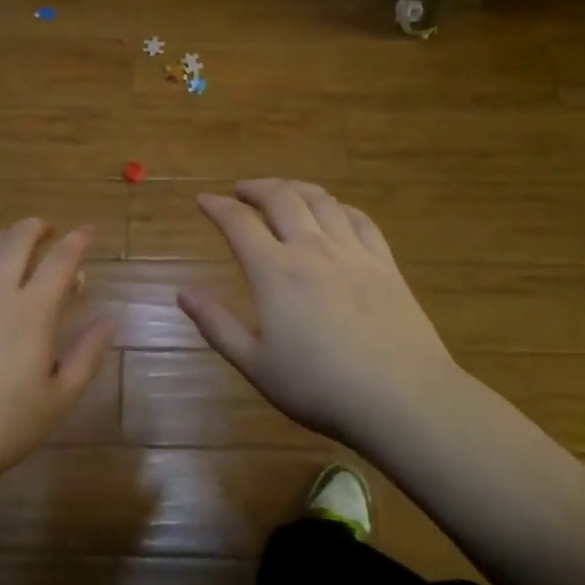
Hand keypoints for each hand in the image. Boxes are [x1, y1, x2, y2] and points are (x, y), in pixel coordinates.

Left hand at [0, 220, 113, 503]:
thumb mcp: (57, 401)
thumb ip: (87, 356)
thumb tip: (110, 320)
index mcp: (32, 310)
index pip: (61, 259)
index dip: (78, 240)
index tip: (88, 231)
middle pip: (17, 239)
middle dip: (37, 227)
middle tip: (47, 231)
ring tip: (7, 246)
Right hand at [178, 180, 459, 449]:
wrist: (401, 397)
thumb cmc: (319, 386)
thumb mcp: (256, 365)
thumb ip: (217, 326)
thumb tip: (183, 294)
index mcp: (275, 271)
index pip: (239, 223)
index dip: (217, 206)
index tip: (203, 200)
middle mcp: (312, 248)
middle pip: (281, 197)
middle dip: (256, 187)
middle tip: (241, 190)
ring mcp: (352, 251)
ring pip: (321, 200)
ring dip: (295, 188)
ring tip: (283, 191)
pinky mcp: (384, 263)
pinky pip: (359, 218)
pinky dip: (338, 206)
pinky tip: (334, 212)